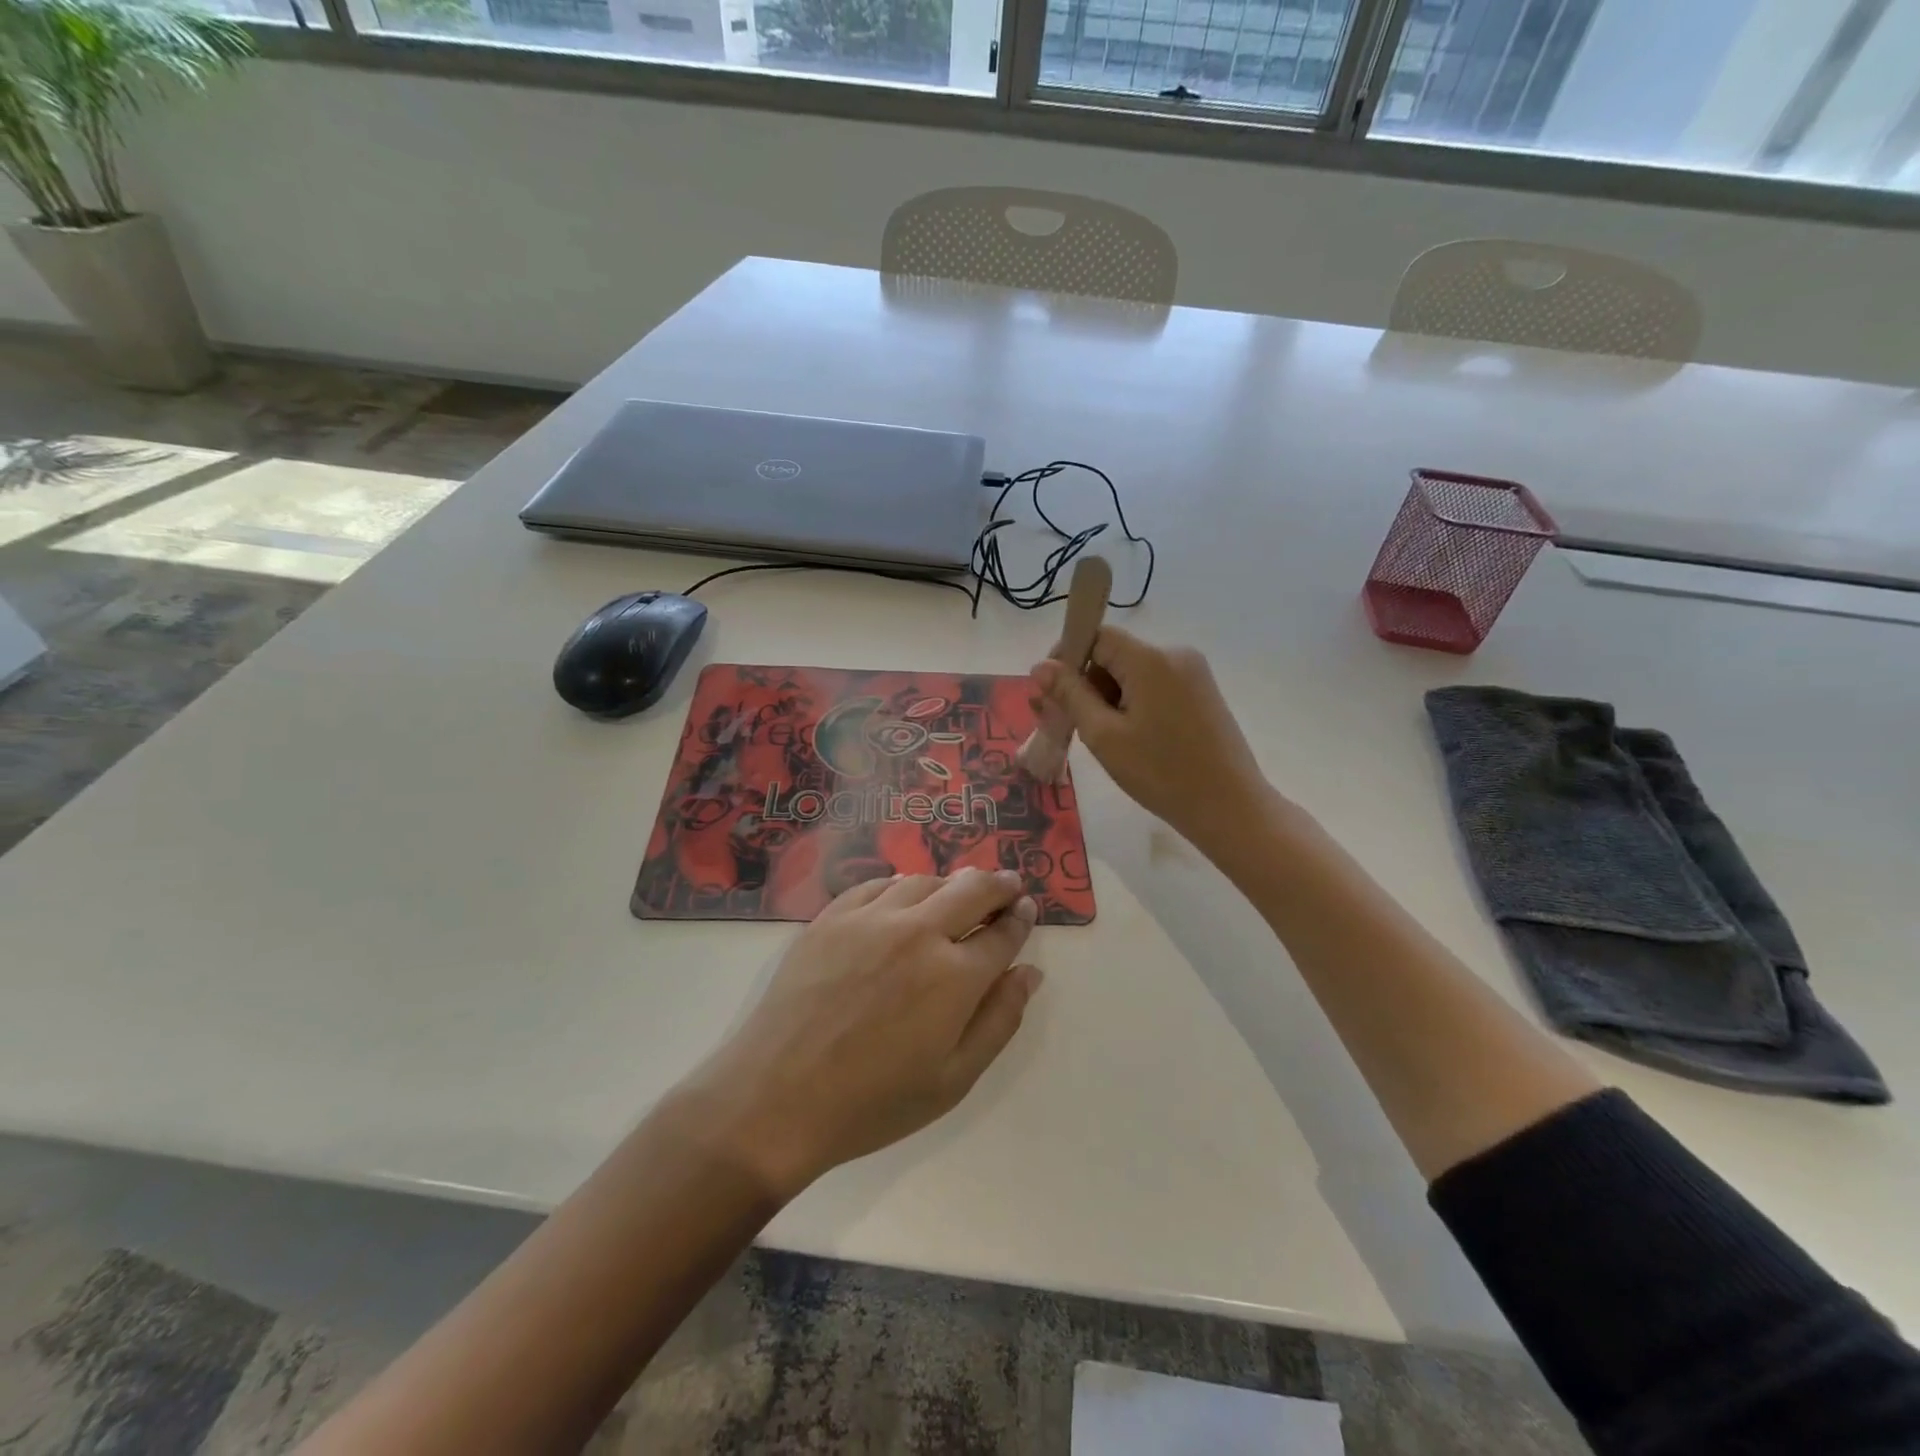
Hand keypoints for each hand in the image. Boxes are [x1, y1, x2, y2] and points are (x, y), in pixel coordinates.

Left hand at [677, 869, 1042, 1200]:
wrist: (776, 1098)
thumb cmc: (872, 1102)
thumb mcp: (953, 1080)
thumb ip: (999, 1021)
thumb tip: (1029, 973)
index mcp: (955, 976)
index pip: (1003, 933)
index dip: (1021, 919)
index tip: (1028, 909)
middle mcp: (918, 932)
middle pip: (972, 889)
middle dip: (999, 884)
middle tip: (1009, 885)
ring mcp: (871, 918)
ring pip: (925, 881)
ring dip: (952, 883)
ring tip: (959, 892)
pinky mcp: (832, 916)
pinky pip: (877, 884)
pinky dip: (902, 885)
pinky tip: (904, 894)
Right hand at [1031, 626, 1270, 852]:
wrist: (1229, 807)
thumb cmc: (1161, 773)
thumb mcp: (1104, 735)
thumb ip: (1070, 695)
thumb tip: (1040, 666)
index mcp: (1150, 659)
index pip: (1097, 636)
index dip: (1068, 657)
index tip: (1051, 693)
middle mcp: (1175, 654)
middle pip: (1115, 655)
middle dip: (1087, 684)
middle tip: (1069, 725)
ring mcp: (1193, 673)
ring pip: (1133, 674)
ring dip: (1109, 699)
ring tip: (1102, 741)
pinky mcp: (1202, 693)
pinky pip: (1154, 686)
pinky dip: (1133, 705)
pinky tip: (1130, 740)